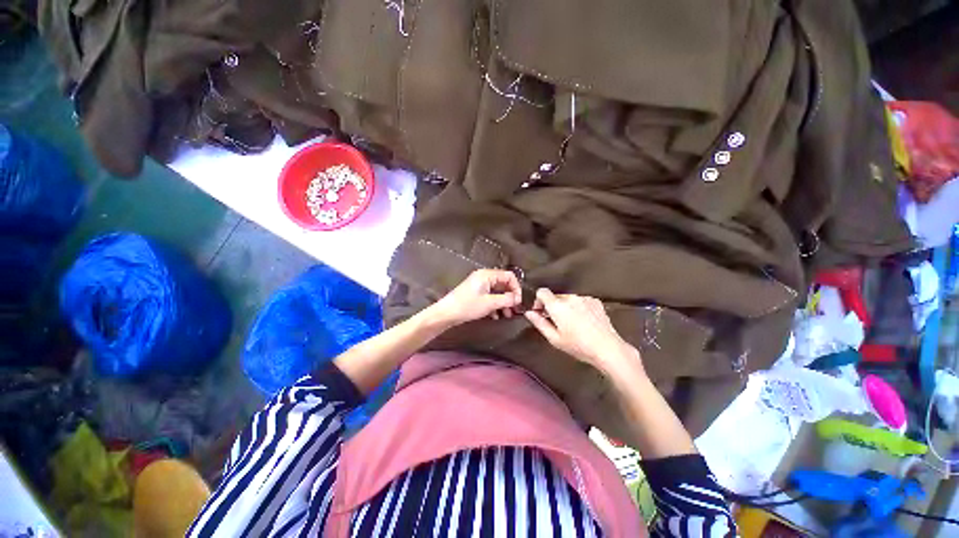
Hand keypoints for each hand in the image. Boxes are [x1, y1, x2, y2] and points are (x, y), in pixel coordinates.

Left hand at [427, 269, 521, 328]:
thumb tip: (518, 299)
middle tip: (514, 309)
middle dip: (510, 296)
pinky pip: (490, 296)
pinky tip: (495, 316)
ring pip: (497, 291)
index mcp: (487, 275)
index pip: (509, 276)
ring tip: (506, 315)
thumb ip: (506, 299)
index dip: (516, 288)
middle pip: (503, 284)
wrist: (446, 313)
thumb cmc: (468, 306)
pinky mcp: (475, 293)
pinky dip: (495, 304)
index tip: (519, 301)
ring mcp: (479, 285)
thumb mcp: (490, 303)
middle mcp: (484, 277)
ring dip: (503, 302)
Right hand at [524, 289, 643, 378]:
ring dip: (566, 306)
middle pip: (555, 296)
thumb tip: (529, 312)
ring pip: (568, 298)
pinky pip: (580, 300)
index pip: (542, 291)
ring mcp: (584, 298)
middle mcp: (570, 298)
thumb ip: (539, 323)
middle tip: (556, 321)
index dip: (538, 300)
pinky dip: (578, 307)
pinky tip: (584, 321)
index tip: (540, 311)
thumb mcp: (554, 339)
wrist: (607, 348)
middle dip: (552, 306)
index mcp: (558, 306)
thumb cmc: (579, 346)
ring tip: (572, 323)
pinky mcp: (595, 301)